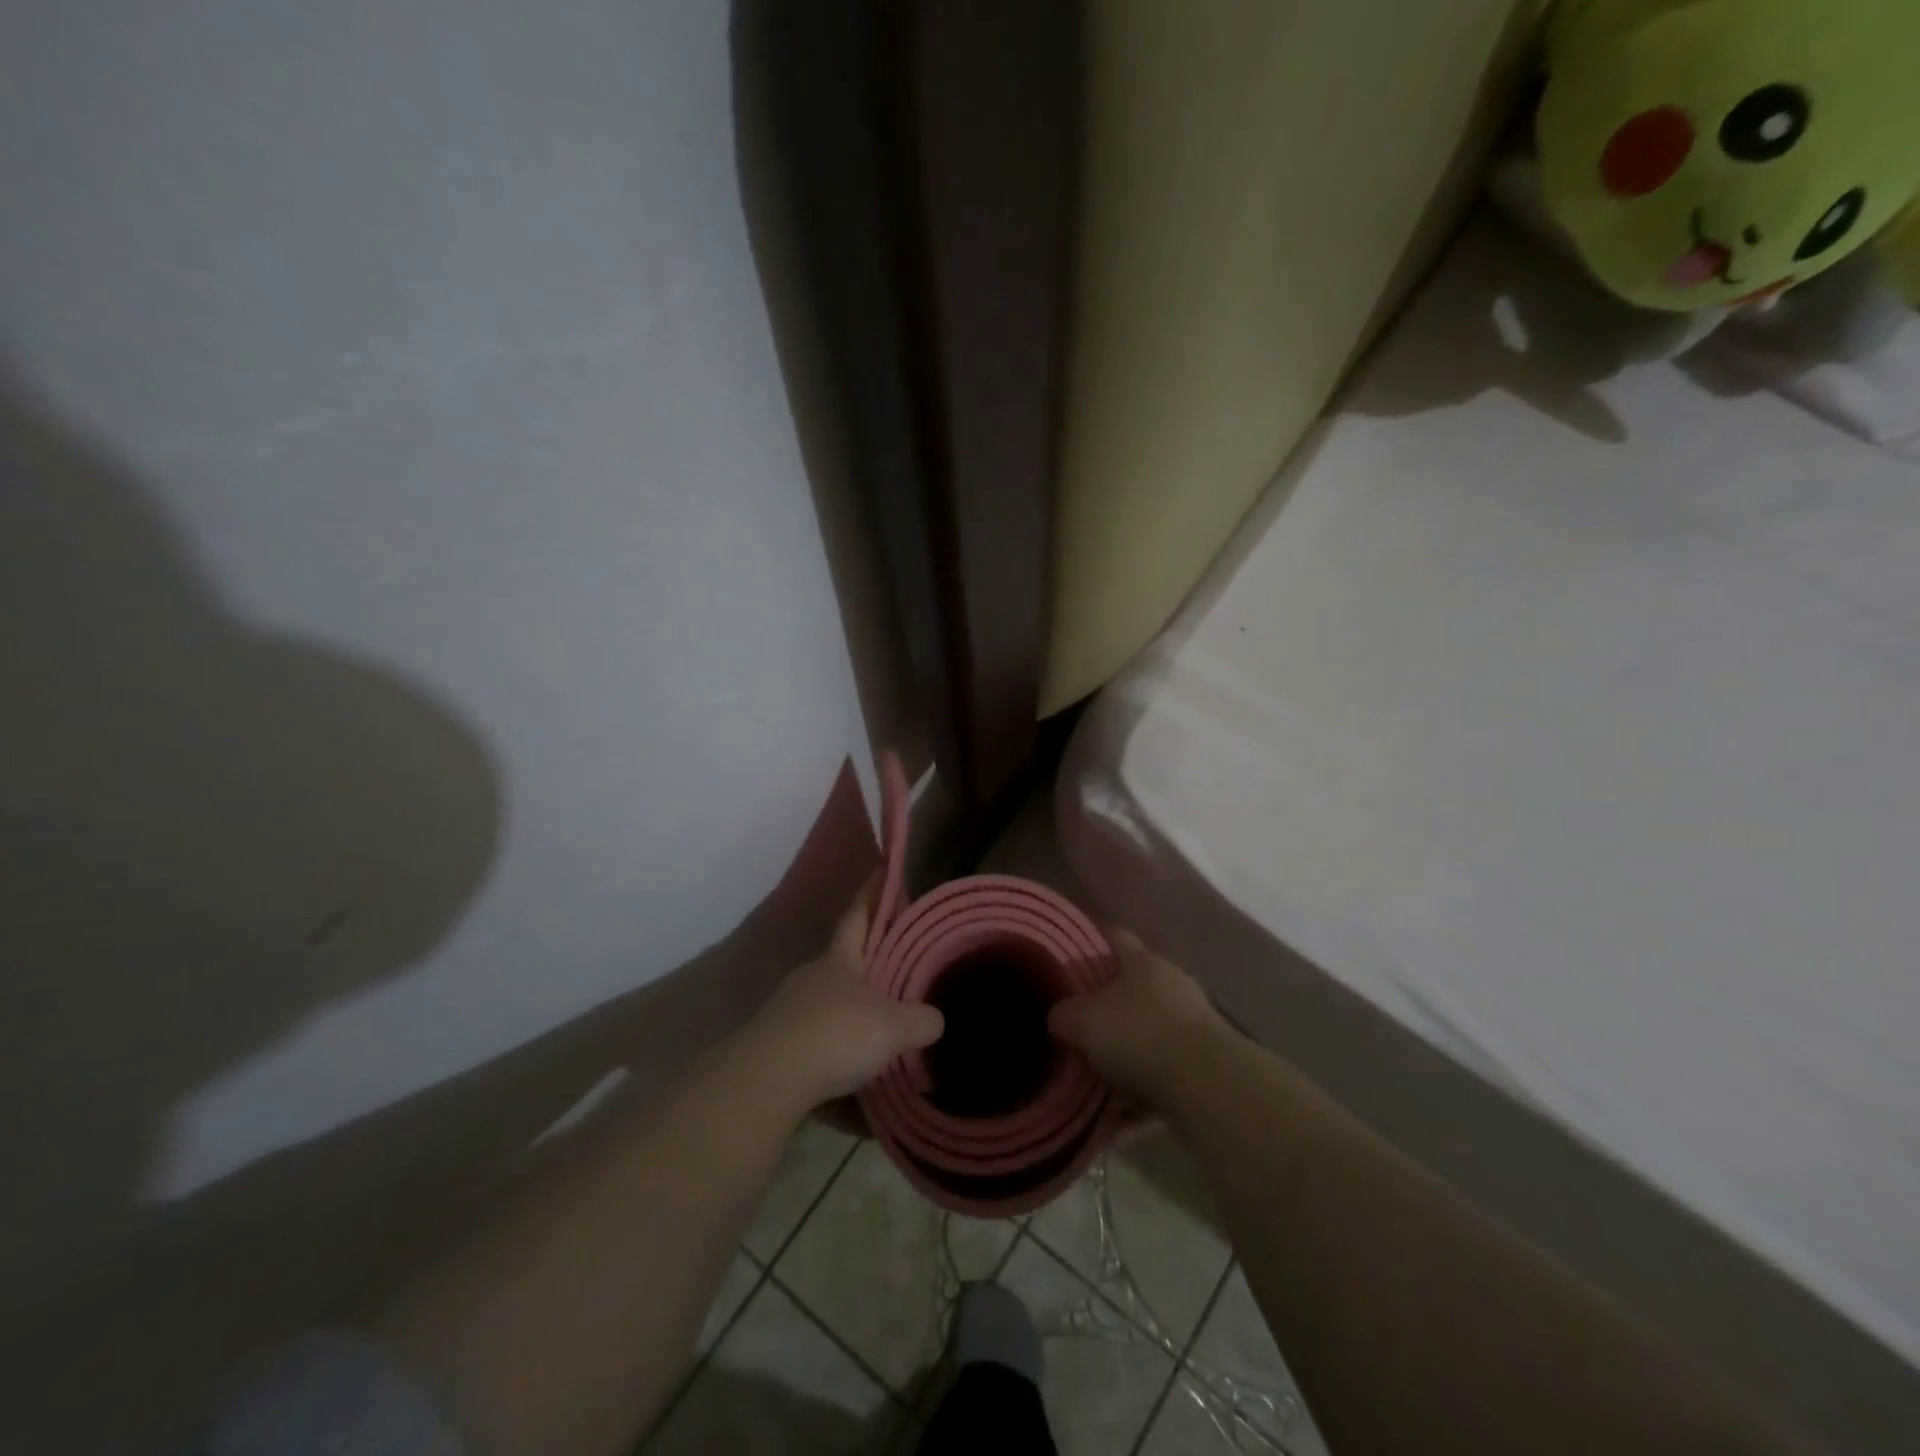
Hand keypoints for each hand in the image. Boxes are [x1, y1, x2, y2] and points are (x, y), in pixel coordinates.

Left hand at [746, 883, 944, 1112]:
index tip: (880, 870)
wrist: (767, 1081)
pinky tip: (854, 1090)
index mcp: (839, 961)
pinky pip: (816, 1051)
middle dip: (867, 968)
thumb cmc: (836, 1035)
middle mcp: (811, 979)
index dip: (871, 894)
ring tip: (879, 1041)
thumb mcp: (893, 1027)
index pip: (858, 916)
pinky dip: (836, 1064)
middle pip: (843, 965)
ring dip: (851, 1021)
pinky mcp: (775, 1049)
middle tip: (897, 974)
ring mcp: (788, 1014)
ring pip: (828, 1009)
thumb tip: (935, 1020)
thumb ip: (920, 1020)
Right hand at [1049, 929, 1226, 1105]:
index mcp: (1143, 962)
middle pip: (1130, 990)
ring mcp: (1192, 1027)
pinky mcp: (1204, 1068)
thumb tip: (1059, 1019)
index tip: (1068, 953)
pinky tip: (1116, 1124)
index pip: (1113, 935)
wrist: (1208, 1087)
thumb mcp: (1081, 1020)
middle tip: (1074, 1027)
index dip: (1090, 939)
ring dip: (1121, 1061)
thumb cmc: (1138, 1034)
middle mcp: (1171, 985)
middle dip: (1103, 1010)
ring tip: (1091, 1085)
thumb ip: (1063, 1015)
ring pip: (1146, 1038)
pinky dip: (1139, 1100)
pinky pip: (1161, 1080)